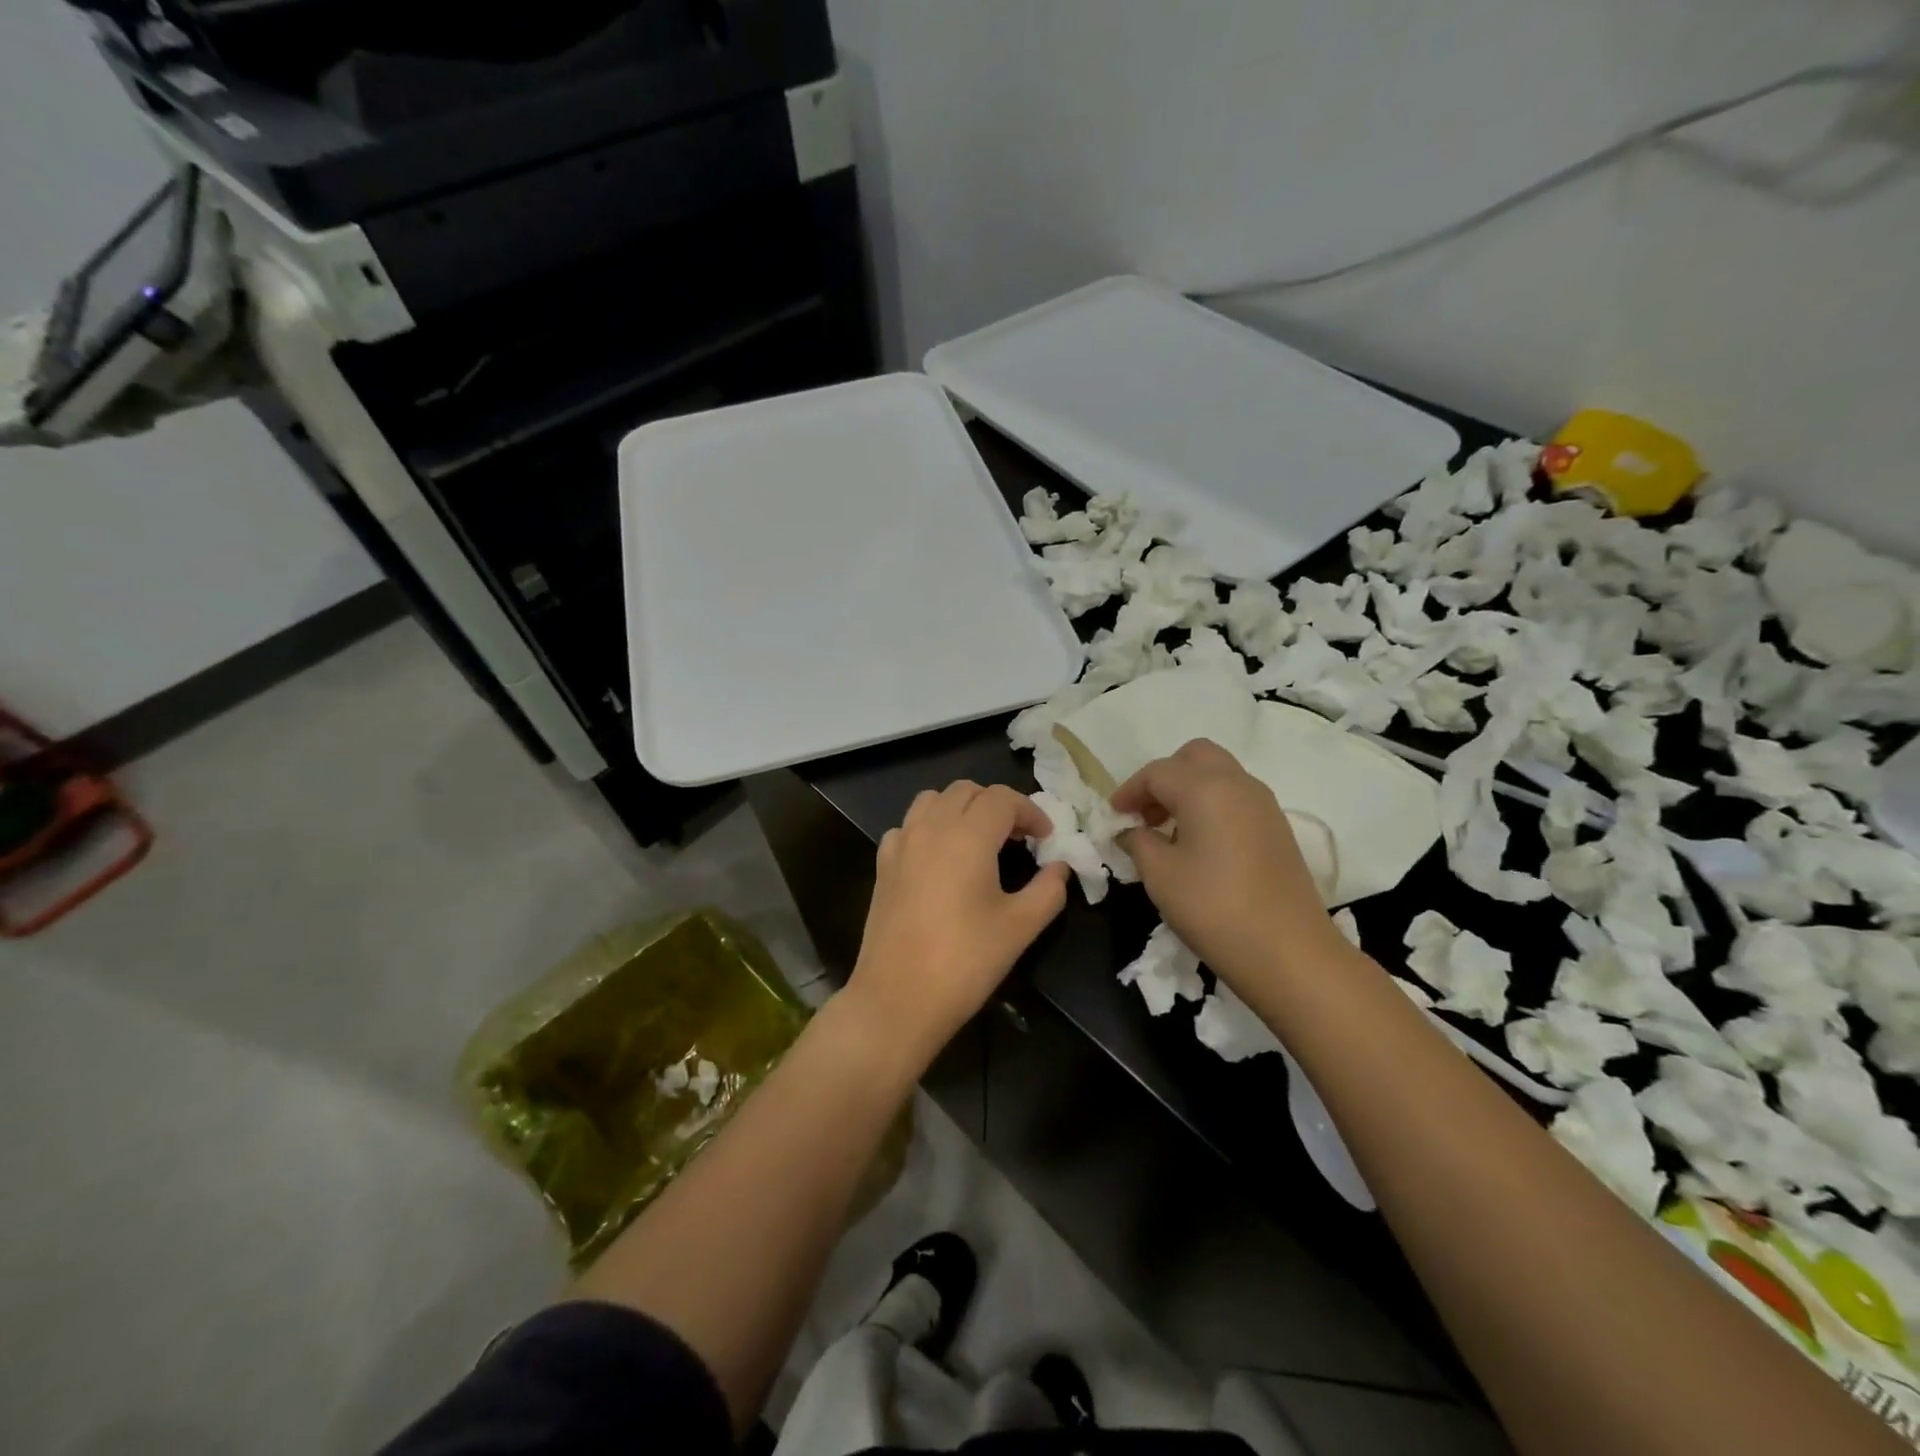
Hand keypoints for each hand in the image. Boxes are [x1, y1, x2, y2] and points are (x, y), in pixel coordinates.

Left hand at [845, 781, 1069, 1065]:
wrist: (898, 999)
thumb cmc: (965, 961)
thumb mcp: (1020, 927)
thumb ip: (1048, 890)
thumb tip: (1059, 868)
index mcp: (968, 836)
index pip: (1002, 799)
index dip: (1030, 812)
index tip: (1046, 838)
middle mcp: (931, 827)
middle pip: (967, 791)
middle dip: (997, 805)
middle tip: (1018, 838)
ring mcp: (901, 844)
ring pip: (933, 800)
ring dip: (961, 809)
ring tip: (979, 841)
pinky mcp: (883, 865)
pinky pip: (908, 826)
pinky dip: (930, 828)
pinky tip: (940, 860)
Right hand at [1112, 739, 1344, 985]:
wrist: (1289, 953)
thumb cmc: (1214, 908)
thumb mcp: (1160, 875)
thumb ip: (1138, 842)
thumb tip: (1131, 832)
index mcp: (1205, 788)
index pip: (1157, 772)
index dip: (1130, 791)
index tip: (1114, 816)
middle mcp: (1238, 784)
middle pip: (1195, 757)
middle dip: (1164, 776)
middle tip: (1145, 813)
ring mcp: (1264, 805)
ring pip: (1220, 774)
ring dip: (1189, 789)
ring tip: (1168, 830)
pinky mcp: (1278, 829)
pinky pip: (1237, 798)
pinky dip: (1212, 805)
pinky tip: (1199, 844)